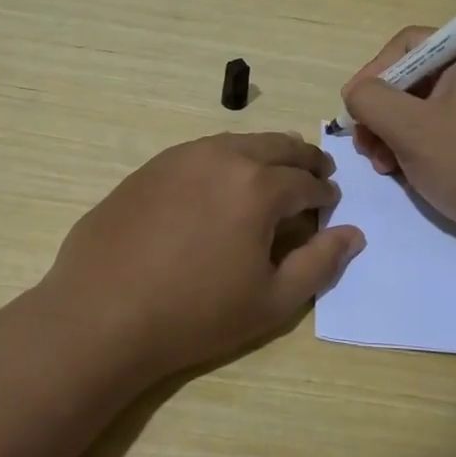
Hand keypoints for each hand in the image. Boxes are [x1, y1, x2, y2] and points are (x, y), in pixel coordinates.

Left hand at [40, 132, 364, 378]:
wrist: (102, 313)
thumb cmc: (196, 314)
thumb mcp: (272, 300)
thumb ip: (320, 263)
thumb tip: (353, 233)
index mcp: (258, 186)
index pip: (306, 181)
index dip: (324, 194)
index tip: (329, 205)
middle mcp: (222, 157)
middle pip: (276, 145)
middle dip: (303, 159)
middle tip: (316, 173)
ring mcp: (180, 157)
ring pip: (237, 142)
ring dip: (264, 154)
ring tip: (272, 173)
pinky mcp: (150, 167)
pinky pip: (201, 152)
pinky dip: (225, 160)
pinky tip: (219, 184)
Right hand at [342, 29, 455, 257]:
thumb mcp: (410, 128)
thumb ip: (371, 100)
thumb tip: (356, 93)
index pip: (406, 44)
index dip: (373, 73)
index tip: (354, 110)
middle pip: (412, 79)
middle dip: (381, 113)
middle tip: (366, 148)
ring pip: (422, 111)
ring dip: (394, 136)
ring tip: (385, 168)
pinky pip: (441, 134)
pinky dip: (417, 150)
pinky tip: (407, 176)